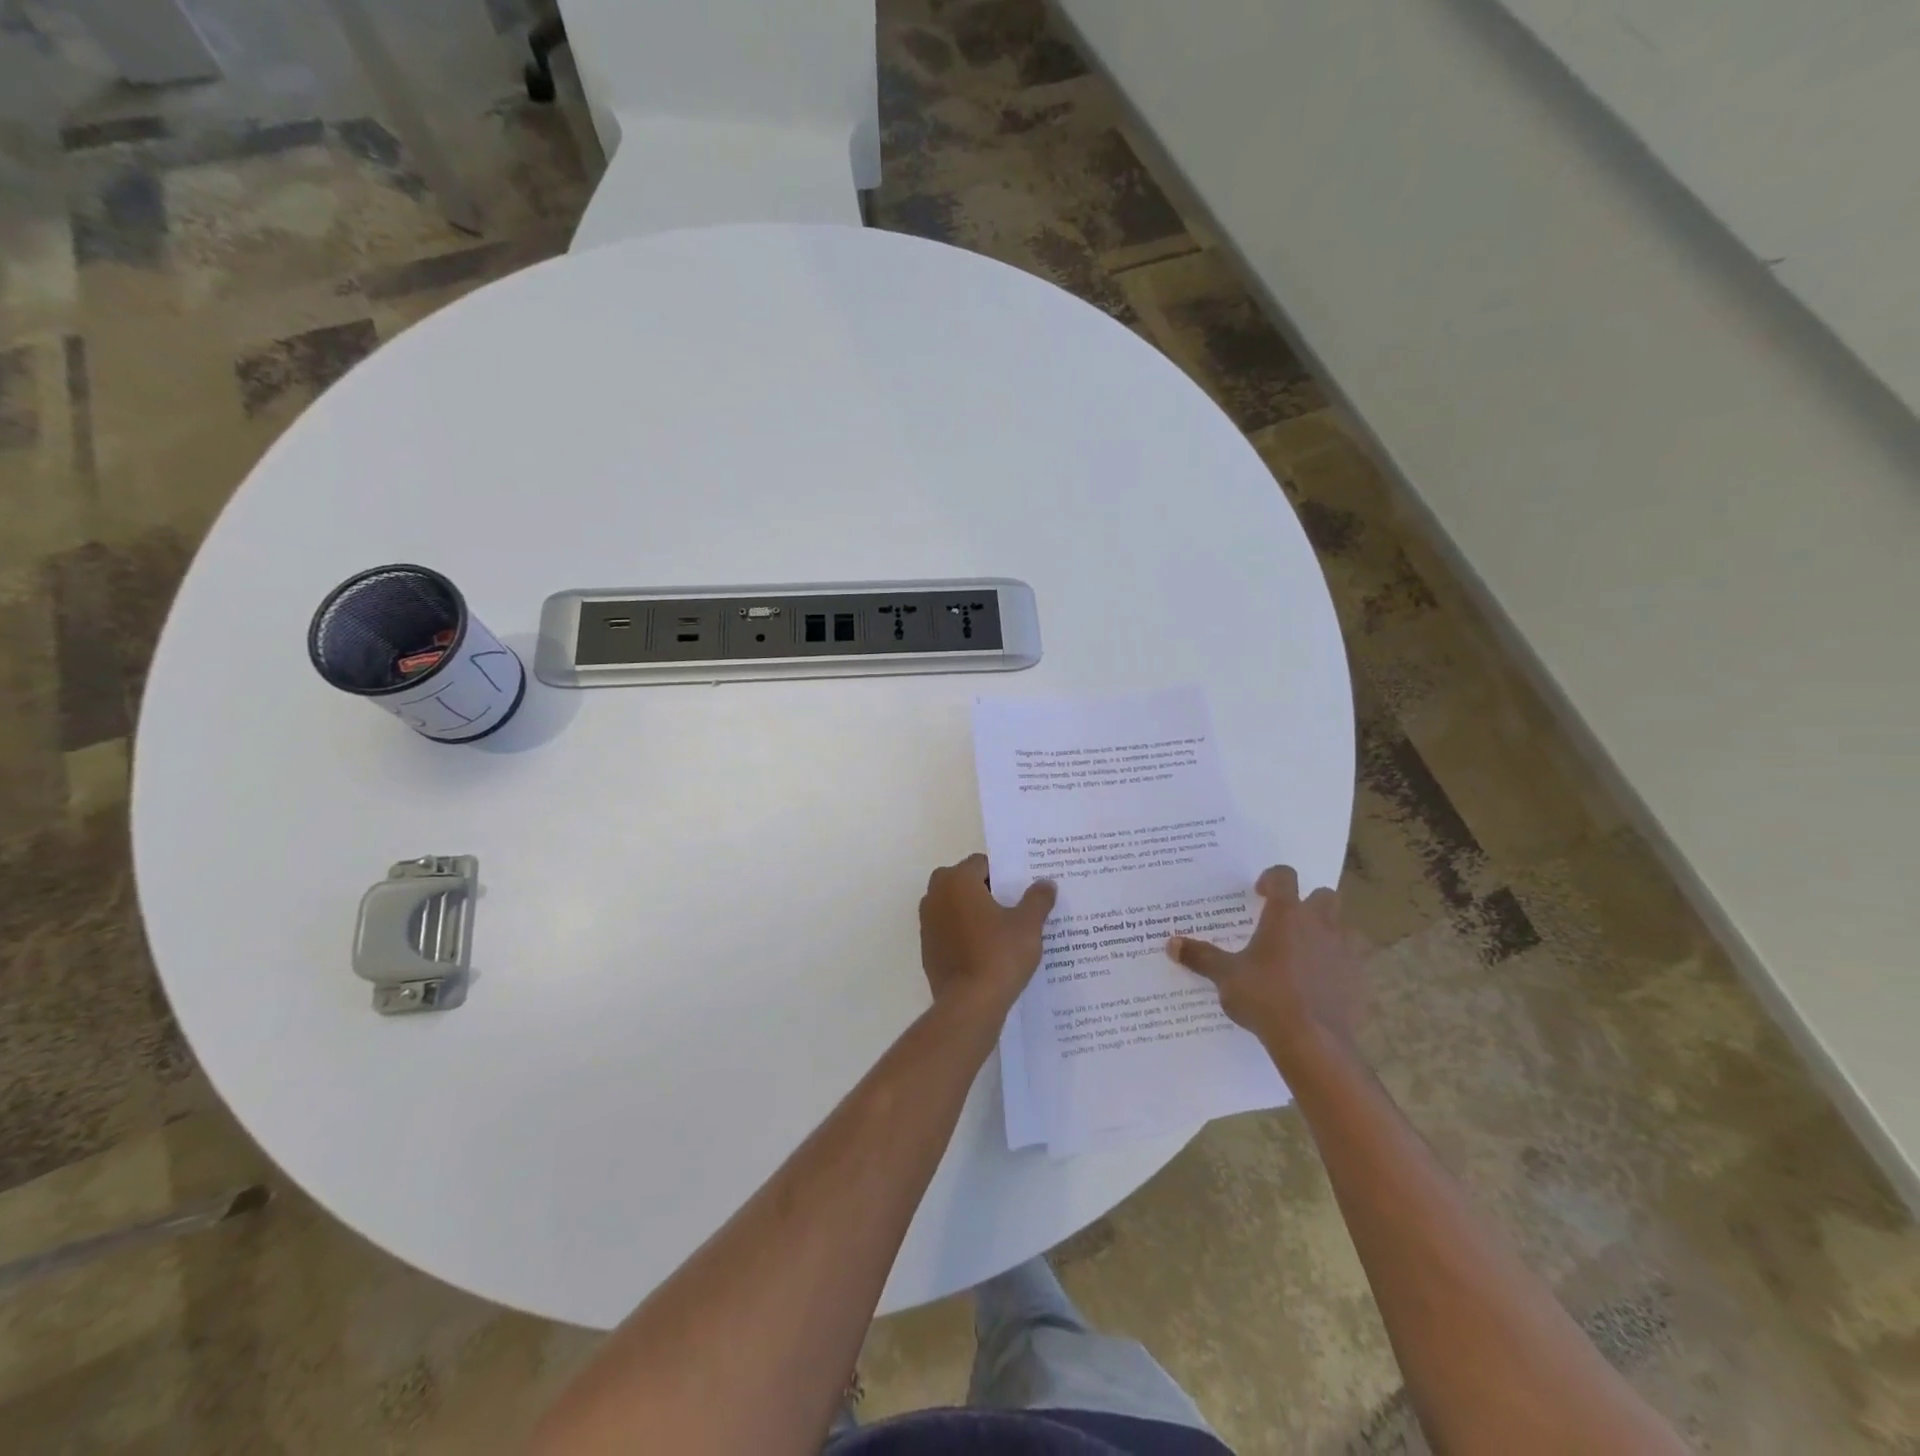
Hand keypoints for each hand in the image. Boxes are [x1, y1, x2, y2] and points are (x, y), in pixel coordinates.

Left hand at [919, 855, 1056, 1024]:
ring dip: (972, 910)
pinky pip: (948, 929)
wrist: (969, 1004)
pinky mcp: (927, 948)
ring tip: (1002, 928)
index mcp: (958, 881)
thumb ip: (1037, 899)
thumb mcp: (1028, 925)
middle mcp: (936, 895)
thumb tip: (1046, 883)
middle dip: (985, 889)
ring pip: (953, 905)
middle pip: (963, 881)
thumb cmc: (999, 955)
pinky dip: (963, 932)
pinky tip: (986, 949)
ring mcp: (927, 922)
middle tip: (1012, 905)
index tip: (1020, 888)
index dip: (1002, 873)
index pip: (981, 863)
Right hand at [1166, 866, 1366, 1065]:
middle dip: (1308, 903)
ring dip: (1327, 934)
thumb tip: (1172, 944)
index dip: (1272, 879)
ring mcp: (1345, 952)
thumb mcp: (1225, 976)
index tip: (1259, 892)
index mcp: (1286, 915)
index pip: (1284, 877)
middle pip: (1324, 896)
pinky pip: (1352, 963)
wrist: (1312, 1042)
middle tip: (1286, 922)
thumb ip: (1201, 957)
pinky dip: (1338, 967)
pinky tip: (1320, 985)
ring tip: (1305, 953)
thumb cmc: (1265, 997)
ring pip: (1344, 928)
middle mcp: (1319, 925)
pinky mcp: (1359, 981)